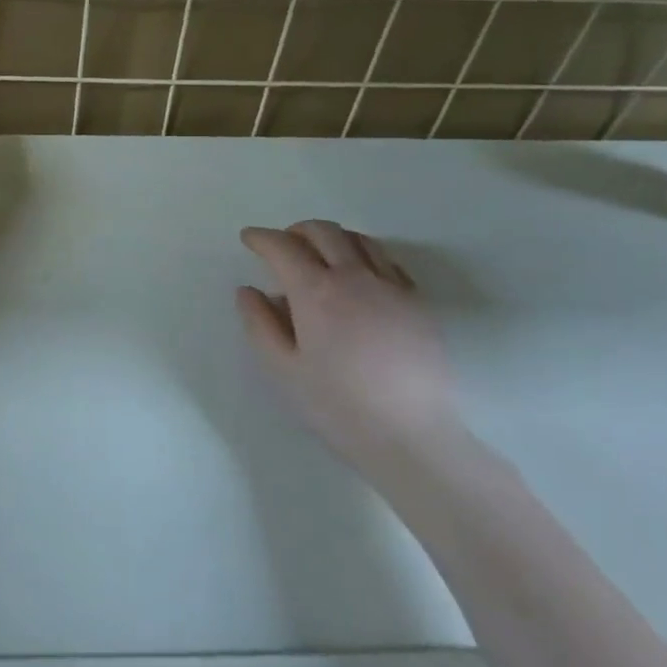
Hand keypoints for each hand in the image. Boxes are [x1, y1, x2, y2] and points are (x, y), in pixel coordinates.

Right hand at [237, 221, 461, 472]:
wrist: (411, 436)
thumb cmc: (337, 405)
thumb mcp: (283, 370)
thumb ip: (259, 324)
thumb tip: (247, 290)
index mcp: (316, 291)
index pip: (283, 247)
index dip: (262, 238)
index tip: (249, 239)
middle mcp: (355, 277)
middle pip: (323, 232)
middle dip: (296, 231)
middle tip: (282, 244)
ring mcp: (392, 286)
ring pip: (359, 240)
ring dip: (332, 237)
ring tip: (319, 254)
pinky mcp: (418, 302)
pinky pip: (388, 261)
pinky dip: (364, 254)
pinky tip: (359, 276)